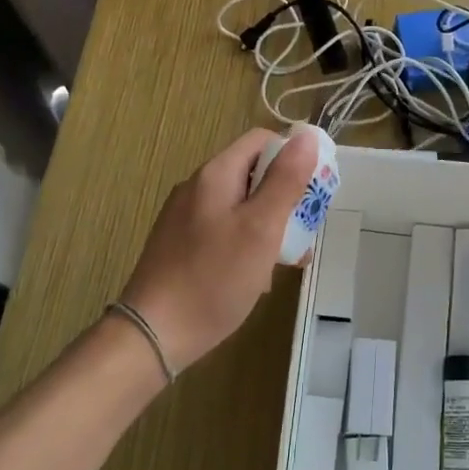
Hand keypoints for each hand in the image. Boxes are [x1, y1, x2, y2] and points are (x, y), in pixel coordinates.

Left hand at [120, 128, 316, 372]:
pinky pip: (224, 230)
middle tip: (304, 231)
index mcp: (216, 174)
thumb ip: (286, 180)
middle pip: (252, 173)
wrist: (154, 334)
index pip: (262, 141)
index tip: (314, 190)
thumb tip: (307, 136)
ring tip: (287, 260)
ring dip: (270, 225)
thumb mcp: (261, 227)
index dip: (293, 156)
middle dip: (285, 197)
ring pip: (241, 206)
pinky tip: (256, 277)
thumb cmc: (214, 278)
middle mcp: (197, 187)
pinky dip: (247, 243)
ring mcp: (186, 217)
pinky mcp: (181, 245)